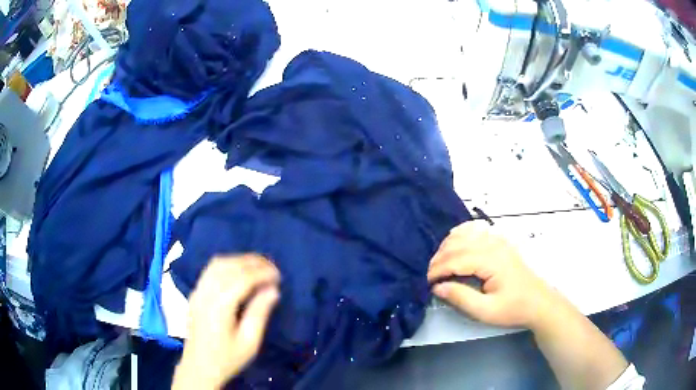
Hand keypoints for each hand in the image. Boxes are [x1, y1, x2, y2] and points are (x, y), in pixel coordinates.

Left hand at [173, 255, 279, 389]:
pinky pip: (210, 269)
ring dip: (238, 260)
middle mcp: (205, 293)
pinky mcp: (194, 293)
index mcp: (219, 307)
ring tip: (258, 266)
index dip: (261, 272)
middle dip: (251, 262)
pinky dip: (227, 264)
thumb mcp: (249, 342)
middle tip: (271, 268)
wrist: (199, 367)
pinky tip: (238, 271)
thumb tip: (273, 290)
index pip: (242, 279)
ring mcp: (197, 291)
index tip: (278, 275)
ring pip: (217, 263)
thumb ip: (260, 314)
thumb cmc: (227, 358)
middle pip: (228, 265)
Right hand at [427, 221, 558, 329]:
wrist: (538, 302)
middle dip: (439, 259)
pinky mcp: (500, 242)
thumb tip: (437, 287)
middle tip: (430, 276)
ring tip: (439, 264)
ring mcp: (498, 240)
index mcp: (491, 260)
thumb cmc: (513, 309)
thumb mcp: (485, 311)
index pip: (456, 259)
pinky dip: (460, 234)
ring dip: (447, 246)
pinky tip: (454, 243)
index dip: (437, 270)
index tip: (427, 283)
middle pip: (457, 244)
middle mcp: (493, 244)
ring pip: (464, 233)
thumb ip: (461, 298)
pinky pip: (475, 230)